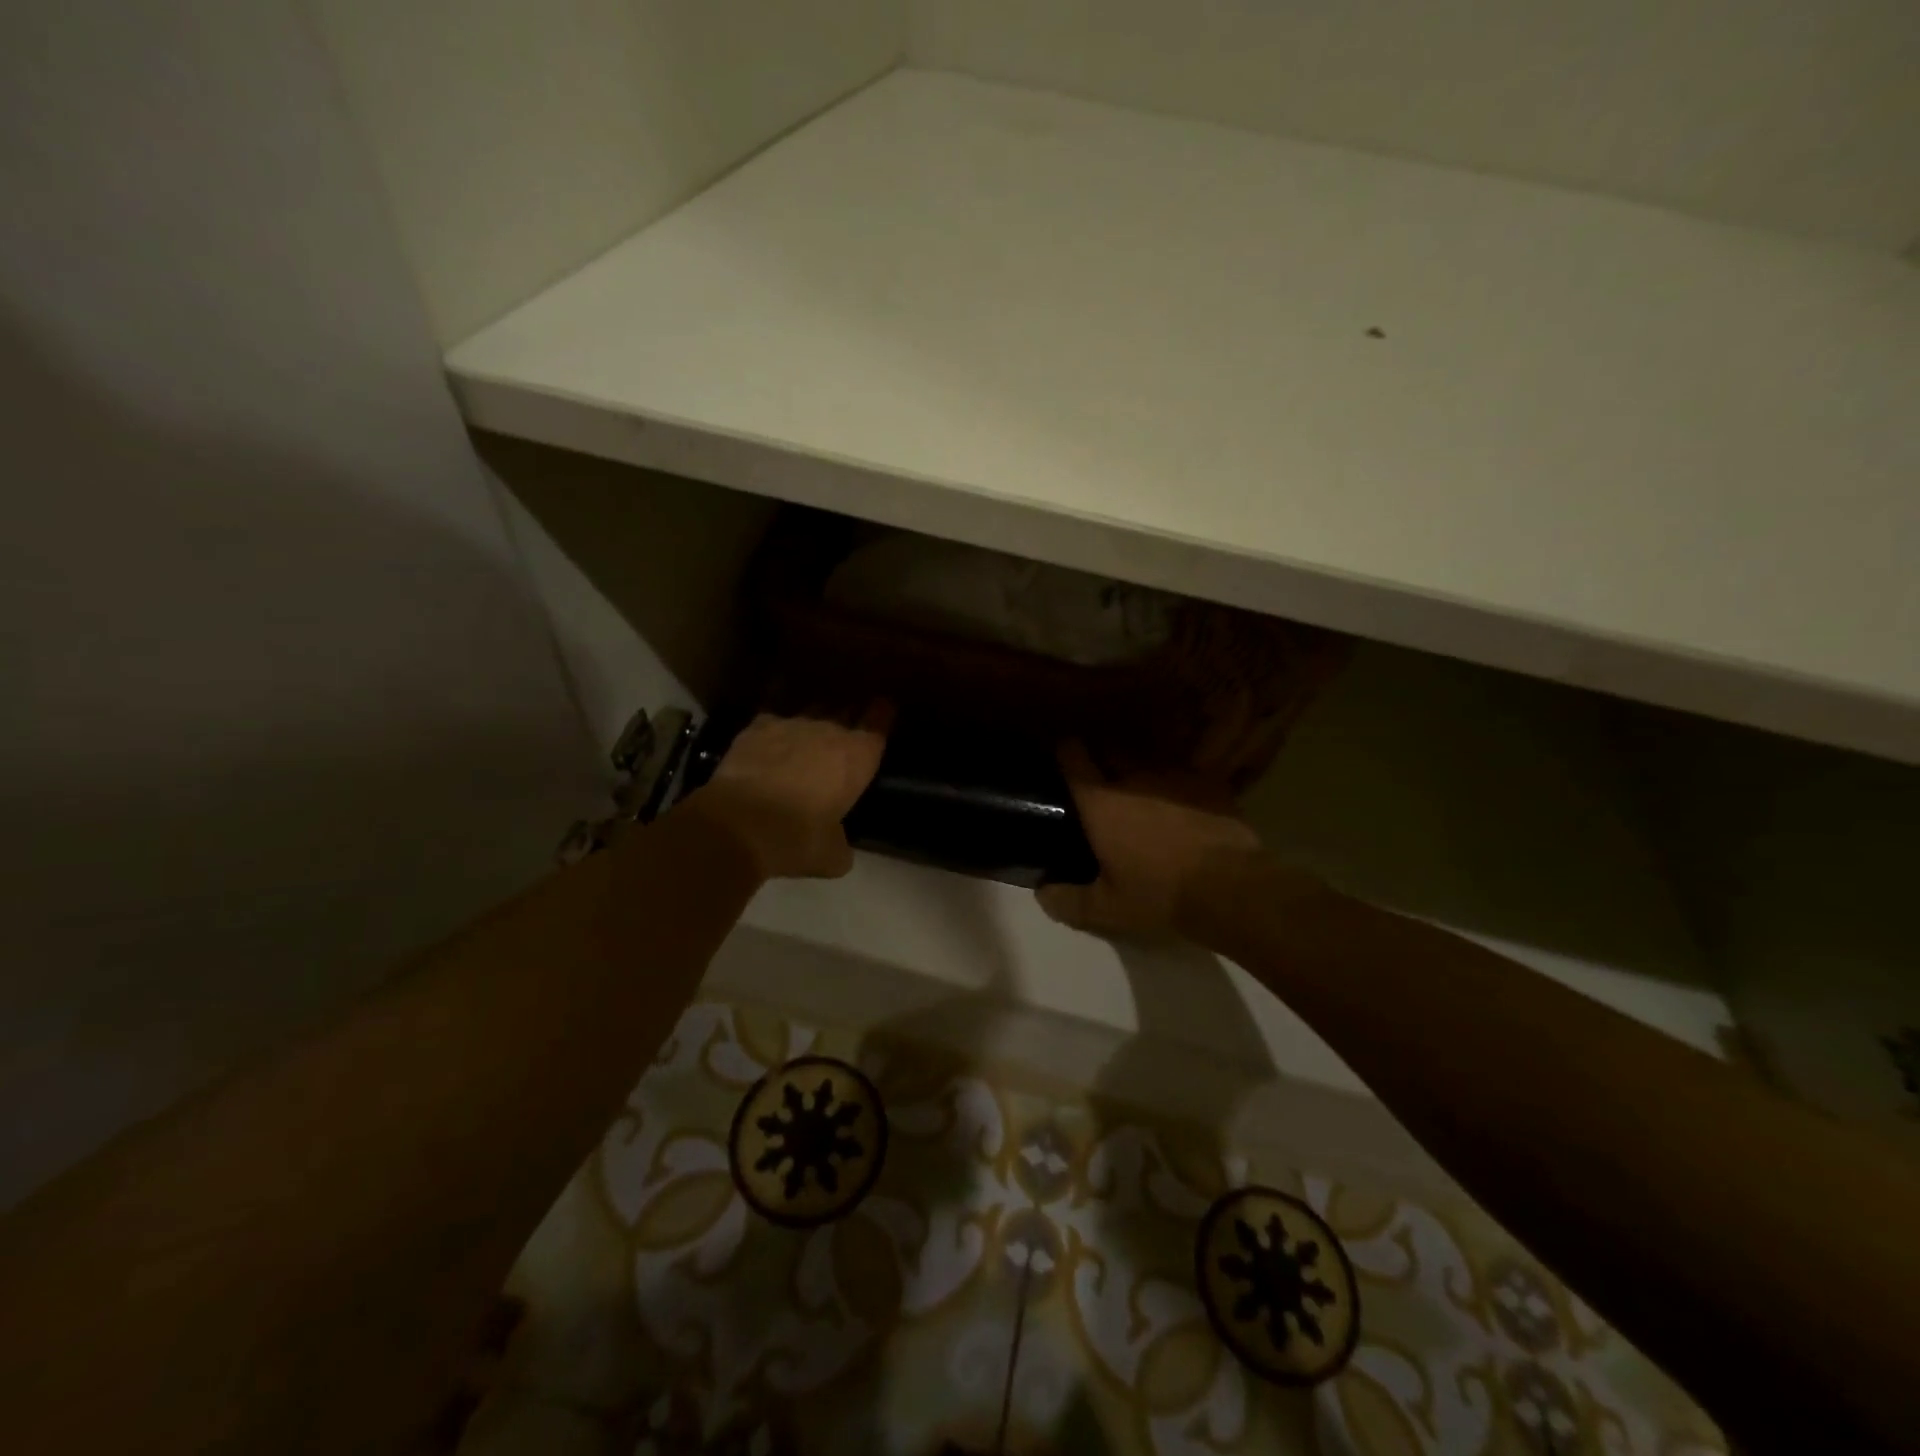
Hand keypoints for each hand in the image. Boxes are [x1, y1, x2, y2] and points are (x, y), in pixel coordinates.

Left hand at [684, 706, 892, 879]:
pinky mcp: (757, 727)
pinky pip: (774, 719)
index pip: (879, 723)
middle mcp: (830, 730)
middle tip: (847, 727)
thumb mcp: (831, 856)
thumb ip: (841, 845)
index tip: (885, 708)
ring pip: (811, 711)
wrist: (737, 824)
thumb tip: (839, 849)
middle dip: (849, 717)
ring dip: (814, 722)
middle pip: (846, 711)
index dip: (883, 714)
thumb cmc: (797, 838)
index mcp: (858, 757)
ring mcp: (792, 724)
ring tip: (809, 736)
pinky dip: (777, 729)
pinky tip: (771, 740)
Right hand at [1037, 743, 1268, 938]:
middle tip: (1099, 783)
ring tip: (1141, 792)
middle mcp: (1134, 777)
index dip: (1064, 751)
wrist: (1233, 890)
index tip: (1061, 756)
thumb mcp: (1107, 910)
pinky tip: (1180, 804)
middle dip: (1101, 760)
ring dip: (1139, 772)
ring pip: (1148, 761)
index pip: (1073, 756)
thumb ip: (1068, 901)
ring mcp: (1175, 776)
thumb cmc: (1160, 896)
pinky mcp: (1209, 784)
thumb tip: (1042, 893)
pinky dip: (1176, 785)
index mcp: (1101, 802)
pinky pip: (1184, 774)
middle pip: (1110, 751)